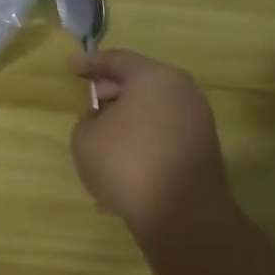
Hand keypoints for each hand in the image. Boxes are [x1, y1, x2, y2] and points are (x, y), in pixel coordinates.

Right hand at [69, 49, 235, 239]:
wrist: (182, 215)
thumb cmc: (127, 163)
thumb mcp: (85, 137)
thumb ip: (88, 119)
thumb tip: (102, 119)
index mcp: (154, 77)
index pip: (118, 60)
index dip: (91, 62)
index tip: (72, 66)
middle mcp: (182, 91)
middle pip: (141, 81)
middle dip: (113, 88)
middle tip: (91, 97)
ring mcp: (198, 120)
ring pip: (154, 108)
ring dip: (129, 116)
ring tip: (103, 132)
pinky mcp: (203, 149)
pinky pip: (165, 132)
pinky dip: (143, 136)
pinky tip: (123, 157)